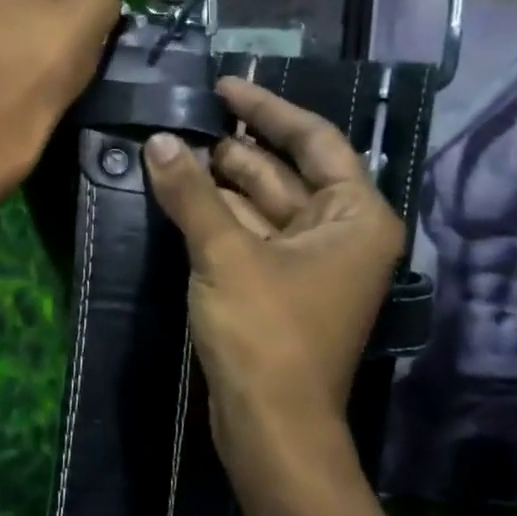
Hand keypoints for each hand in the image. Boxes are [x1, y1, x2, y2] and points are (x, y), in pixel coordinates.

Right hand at [144, 78, 405, 501]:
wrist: (270, 427)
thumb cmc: (266, 333)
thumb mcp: (225, 254)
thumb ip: (192, 194)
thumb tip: (160, 141)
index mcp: (356, 217)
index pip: (315, 142)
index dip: (268, 111)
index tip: (225, 87)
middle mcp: (340, 234)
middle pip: (284, 172)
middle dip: (234, 149)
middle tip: (184, 119)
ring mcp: (307, 263)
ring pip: (260, 205)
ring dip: (218, 182)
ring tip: (173, 150)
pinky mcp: (276, 286)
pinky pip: (246, 234)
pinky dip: (215, 215)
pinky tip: (179, 193)